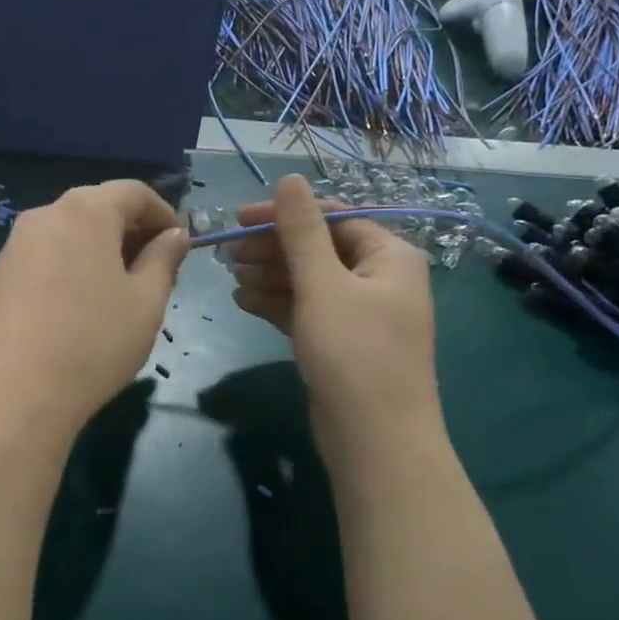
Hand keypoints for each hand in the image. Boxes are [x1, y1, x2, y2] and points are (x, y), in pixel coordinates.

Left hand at [0, 180, 187, 437]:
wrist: (15, 394)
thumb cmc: (95, 342)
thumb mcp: (147, 301)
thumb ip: (164, 259)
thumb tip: (174, 235)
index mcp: (85, 211)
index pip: (133, 192)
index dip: (163, 213)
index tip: (181, 244)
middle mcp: (44, 215)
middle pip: (97, 209)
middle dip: (131, 232)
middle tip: (156, 270)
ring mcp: (14, 246)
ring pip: (68, 234)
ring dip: (100, 251)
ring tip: (119, 291)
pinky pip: (44, 258)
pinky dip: (70, 267)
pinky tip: (79, 307)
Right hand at [225, 174, 440, 449]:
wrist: (375, 441)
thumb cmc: (354, 352)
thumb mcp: (323, 285)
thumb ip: (302, 231)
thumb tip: (290, 178)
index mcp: (390, 257)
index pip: (333, 219)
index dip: (285, 215)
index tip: (239, 219)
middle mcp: (381, 280)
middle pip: (320, 249)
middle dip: (273, 249)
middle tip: (227, 252)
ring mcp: (362, 315)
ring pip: (311, 282)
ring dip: (271, 276)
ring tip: (230, 276)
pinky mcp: (343, 344)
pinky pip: (308, 311)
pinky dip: (278, 304)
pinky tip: (243, 300)